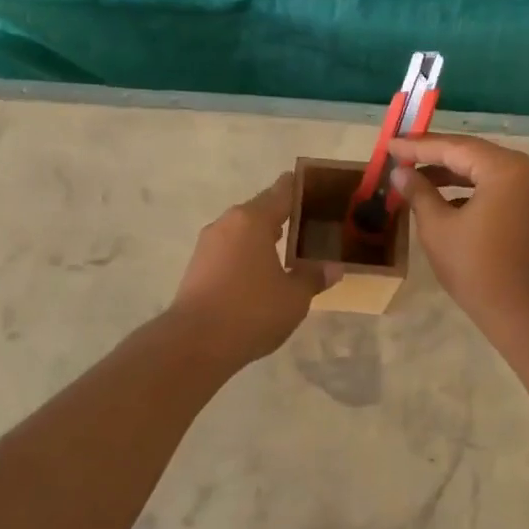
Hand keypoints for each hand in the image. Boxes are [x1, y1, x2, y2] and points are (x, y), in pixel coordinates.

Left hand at [169, 174, 335, 363]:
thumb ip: (313, 277)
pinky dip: (247, 254)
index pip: (281, 192)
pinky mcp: (197, 267)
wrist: (195, 342)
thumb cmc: (251, 311)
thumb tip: (333, 267)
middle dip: (283, 215)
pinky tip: (261, 271)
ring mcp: (207, 245)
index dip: (300, 187)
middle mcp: (227, 223)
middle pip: (260, 210)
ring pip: (243, 231)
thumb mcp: (294, 297)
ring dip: (263, 236)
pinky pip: (230, 250)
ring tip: (289, 247)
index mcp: (252, 220)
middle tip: (310, 223)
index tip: (316, 186)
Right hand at [388, 135, 528, 326]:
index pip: (455, 148)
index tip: (390, 145)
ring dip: (452, 173)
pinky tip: (443, 197)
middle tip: (400, 155)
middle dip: (435, 156)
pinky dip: (470, 189)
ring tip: (416, 177)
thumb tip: (400, 172)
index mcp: (506, 169)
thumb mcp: (437, 227)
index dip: (418, 147)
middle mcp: (527, 170)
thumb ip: (418, 192)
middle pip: (473, 154)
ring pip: (485, 170)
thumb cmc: (475, 268)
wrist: (521, 311)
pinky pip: (498, 187)